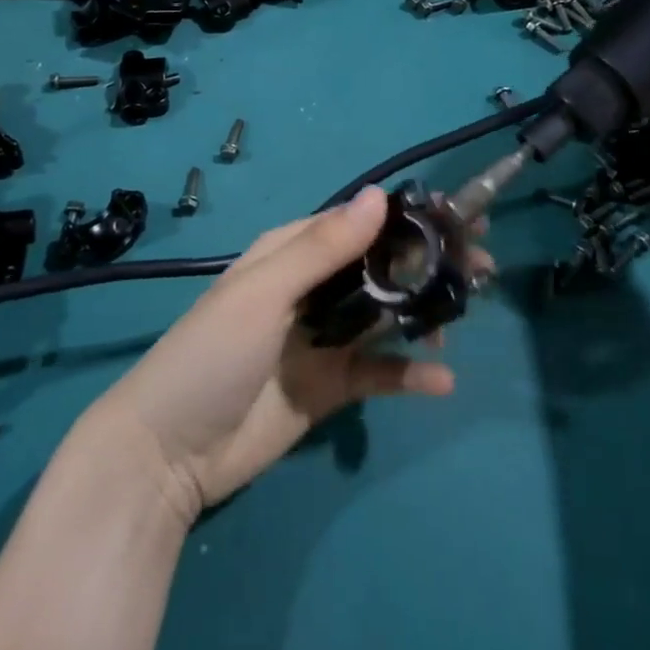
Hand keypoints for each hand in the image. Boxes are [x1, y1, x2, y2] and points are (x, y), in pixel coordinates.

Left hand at [89, 187, 463, 525]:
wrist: (168, 454)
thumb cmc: (212, 354)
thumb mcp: (265, 292)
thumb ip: (324, 247)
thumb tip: (380, 194)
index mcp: (291, 253)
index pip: (358, 224)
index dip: (407, 220)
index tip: (457, 221)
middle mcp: (312, 288)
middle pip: (380, 267)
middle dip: (427, 264)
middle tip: (480, 267)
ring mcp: (323, 338)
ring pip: (386, 315)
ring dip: (424, 313)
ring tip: (460, 321)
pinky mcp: (331, 387)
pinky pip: (379, 371)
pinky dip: (409, 373)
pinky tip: (440, 381)